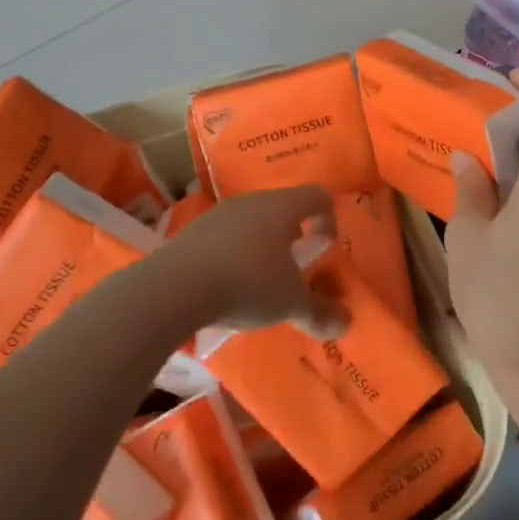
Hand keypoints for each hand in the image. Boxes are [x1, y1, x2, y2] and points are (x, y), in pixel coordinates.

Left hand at [152, 184, 340, 333]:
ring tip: (260, 281)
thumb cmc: (247, 284)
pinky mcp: (191, 232)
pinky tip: (226, 285)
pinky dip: (233, 255)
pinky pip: (224, 237)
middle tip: (294, 268)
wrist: (174, 289)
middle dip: (294, 235)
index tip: (325, 248)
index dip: (329, 218)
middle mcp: (252, 201)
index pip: (318, 195)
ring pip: (252, 221)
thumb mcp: (290, 303)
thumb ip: (319, 312)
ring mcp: (218, 214)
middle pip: (283, 207)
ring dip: (262, 245)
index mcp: (283, 207)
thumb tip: (344, 324)